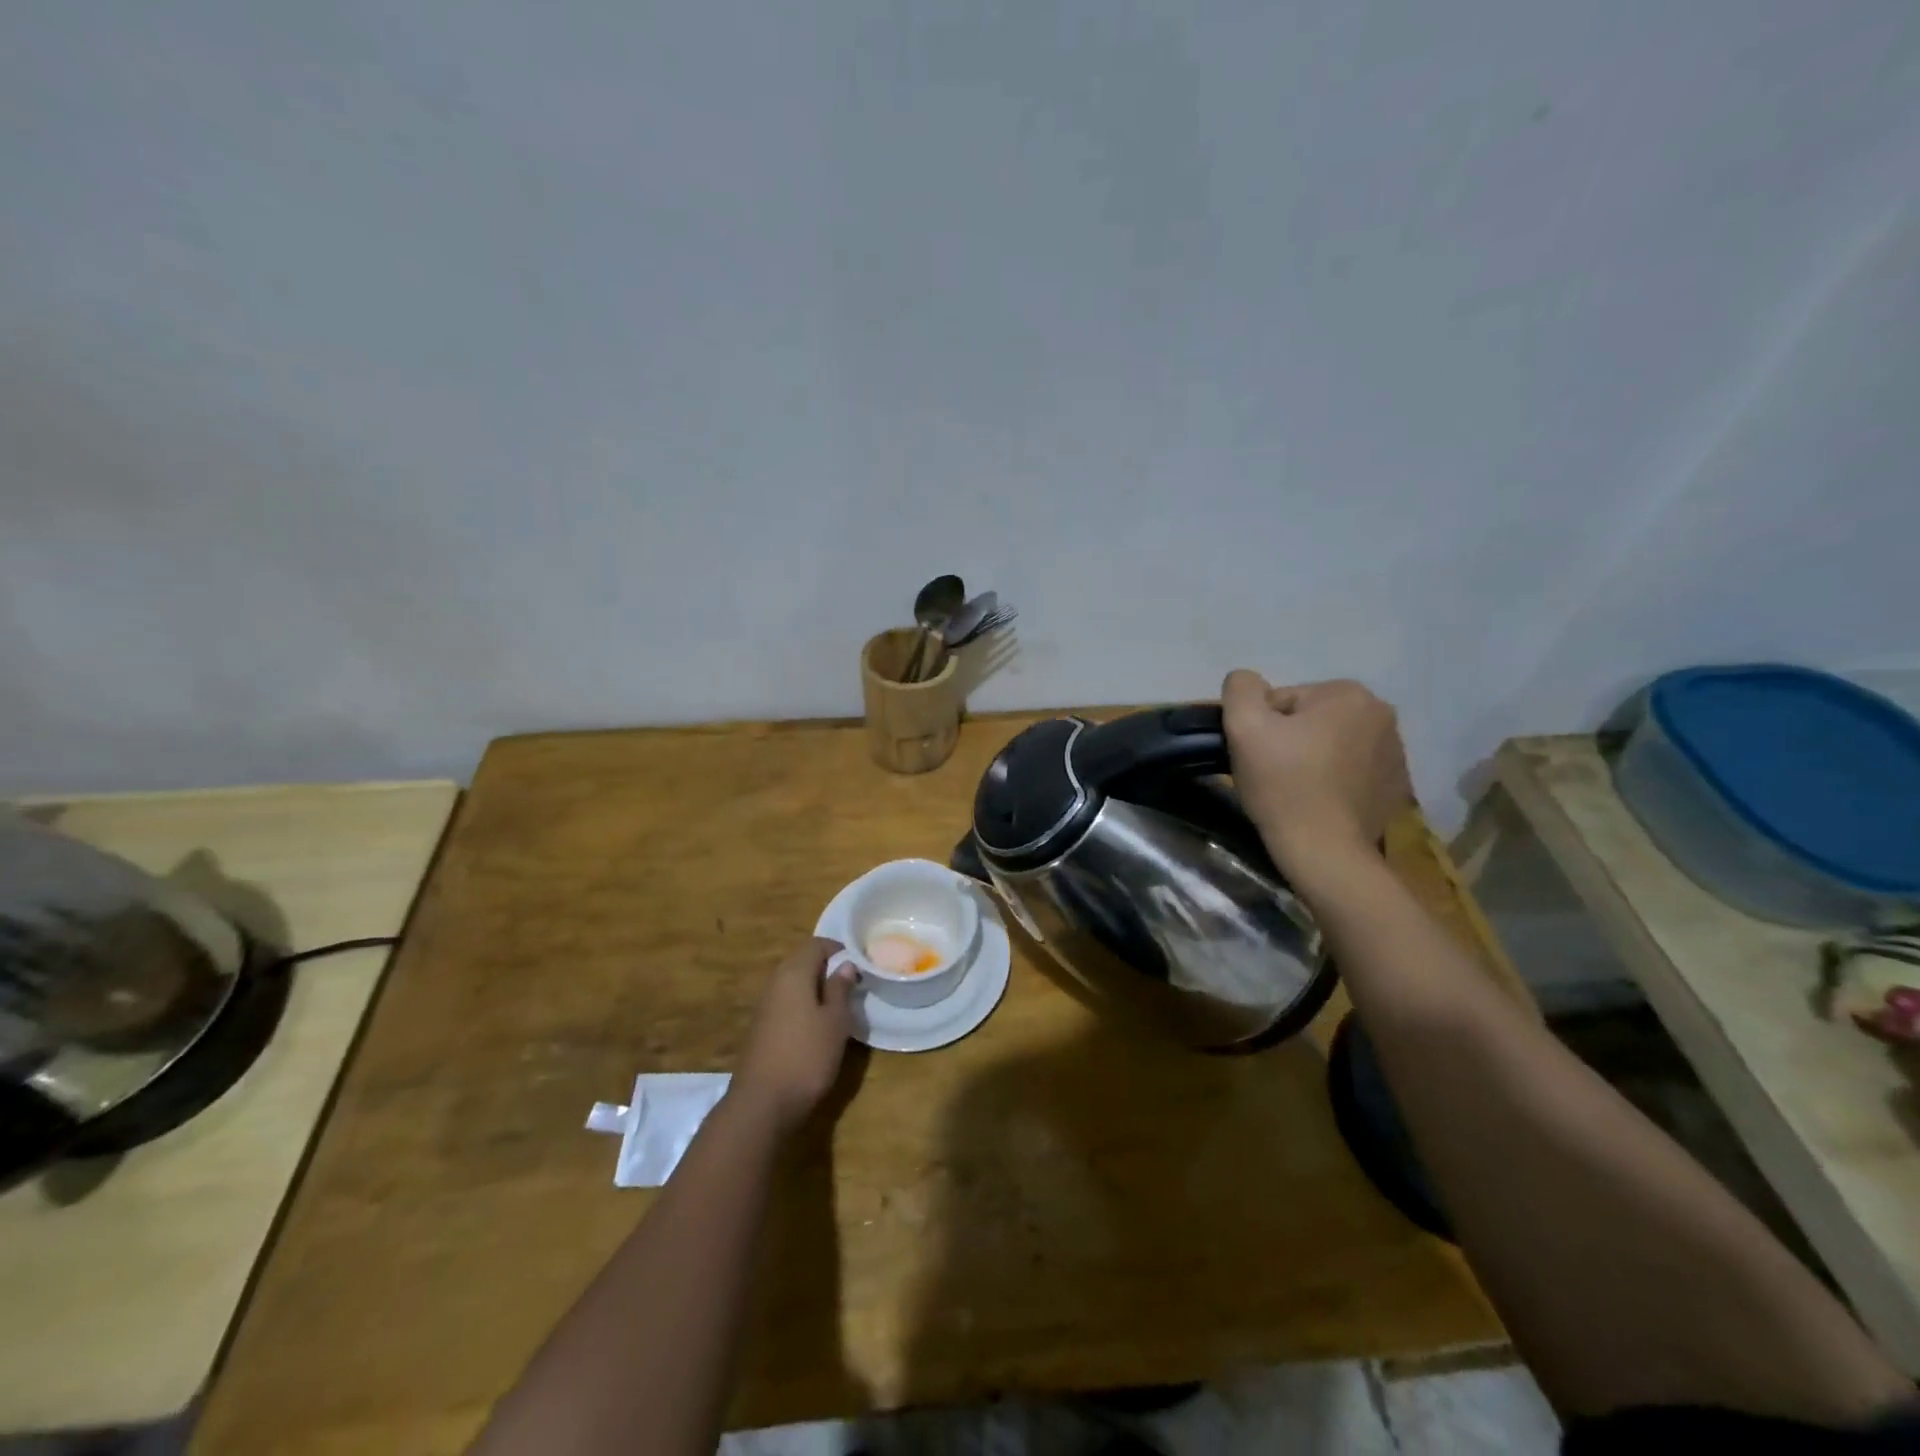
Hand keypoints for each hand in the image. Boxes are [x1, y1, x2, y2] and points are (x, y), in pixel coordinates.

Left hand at [730, 937, 855, 1134]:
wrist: (762, 1104)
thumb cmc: (806, 1056)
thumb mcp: (835, 1021)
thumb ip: (840, 989)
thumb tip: (845, 964)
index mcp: (793, 973)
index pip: (816, 944)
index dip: (839, 949)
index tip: (860, 965)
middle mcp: (775, 983)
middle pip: (802, 961)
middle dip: (828, 969)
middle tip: (853, 986)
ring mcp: (765, 1006)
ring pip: (794, 984)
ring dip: (816, 989)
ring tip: (840, 1007)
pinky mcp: (761, 1029)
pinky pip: (786, 1004)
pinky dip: (804, 1006)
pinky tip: (818, 1028)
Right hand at [1221, 670, 1412, 874]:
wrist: (1325, 851)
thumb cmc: (1284, 785)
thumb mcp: (1244, 726)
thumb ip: (1241, 689)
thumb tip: (1247, 682)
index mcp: (1349, 694)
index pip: (1285, 700)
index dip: (1263, 727)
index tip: (1259, 756)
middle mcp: (1382, 715)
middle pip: (1312, 719)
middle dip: (1290, 740)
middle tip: (1273, 774)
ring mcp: (1396, 752)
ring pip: (1333, 744)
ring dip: (1312, 759)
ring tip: (1296, 791)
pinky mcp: (1397, 786)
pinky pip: (1353, 770)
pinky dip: (1334, 780)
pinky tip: (1319, 802)